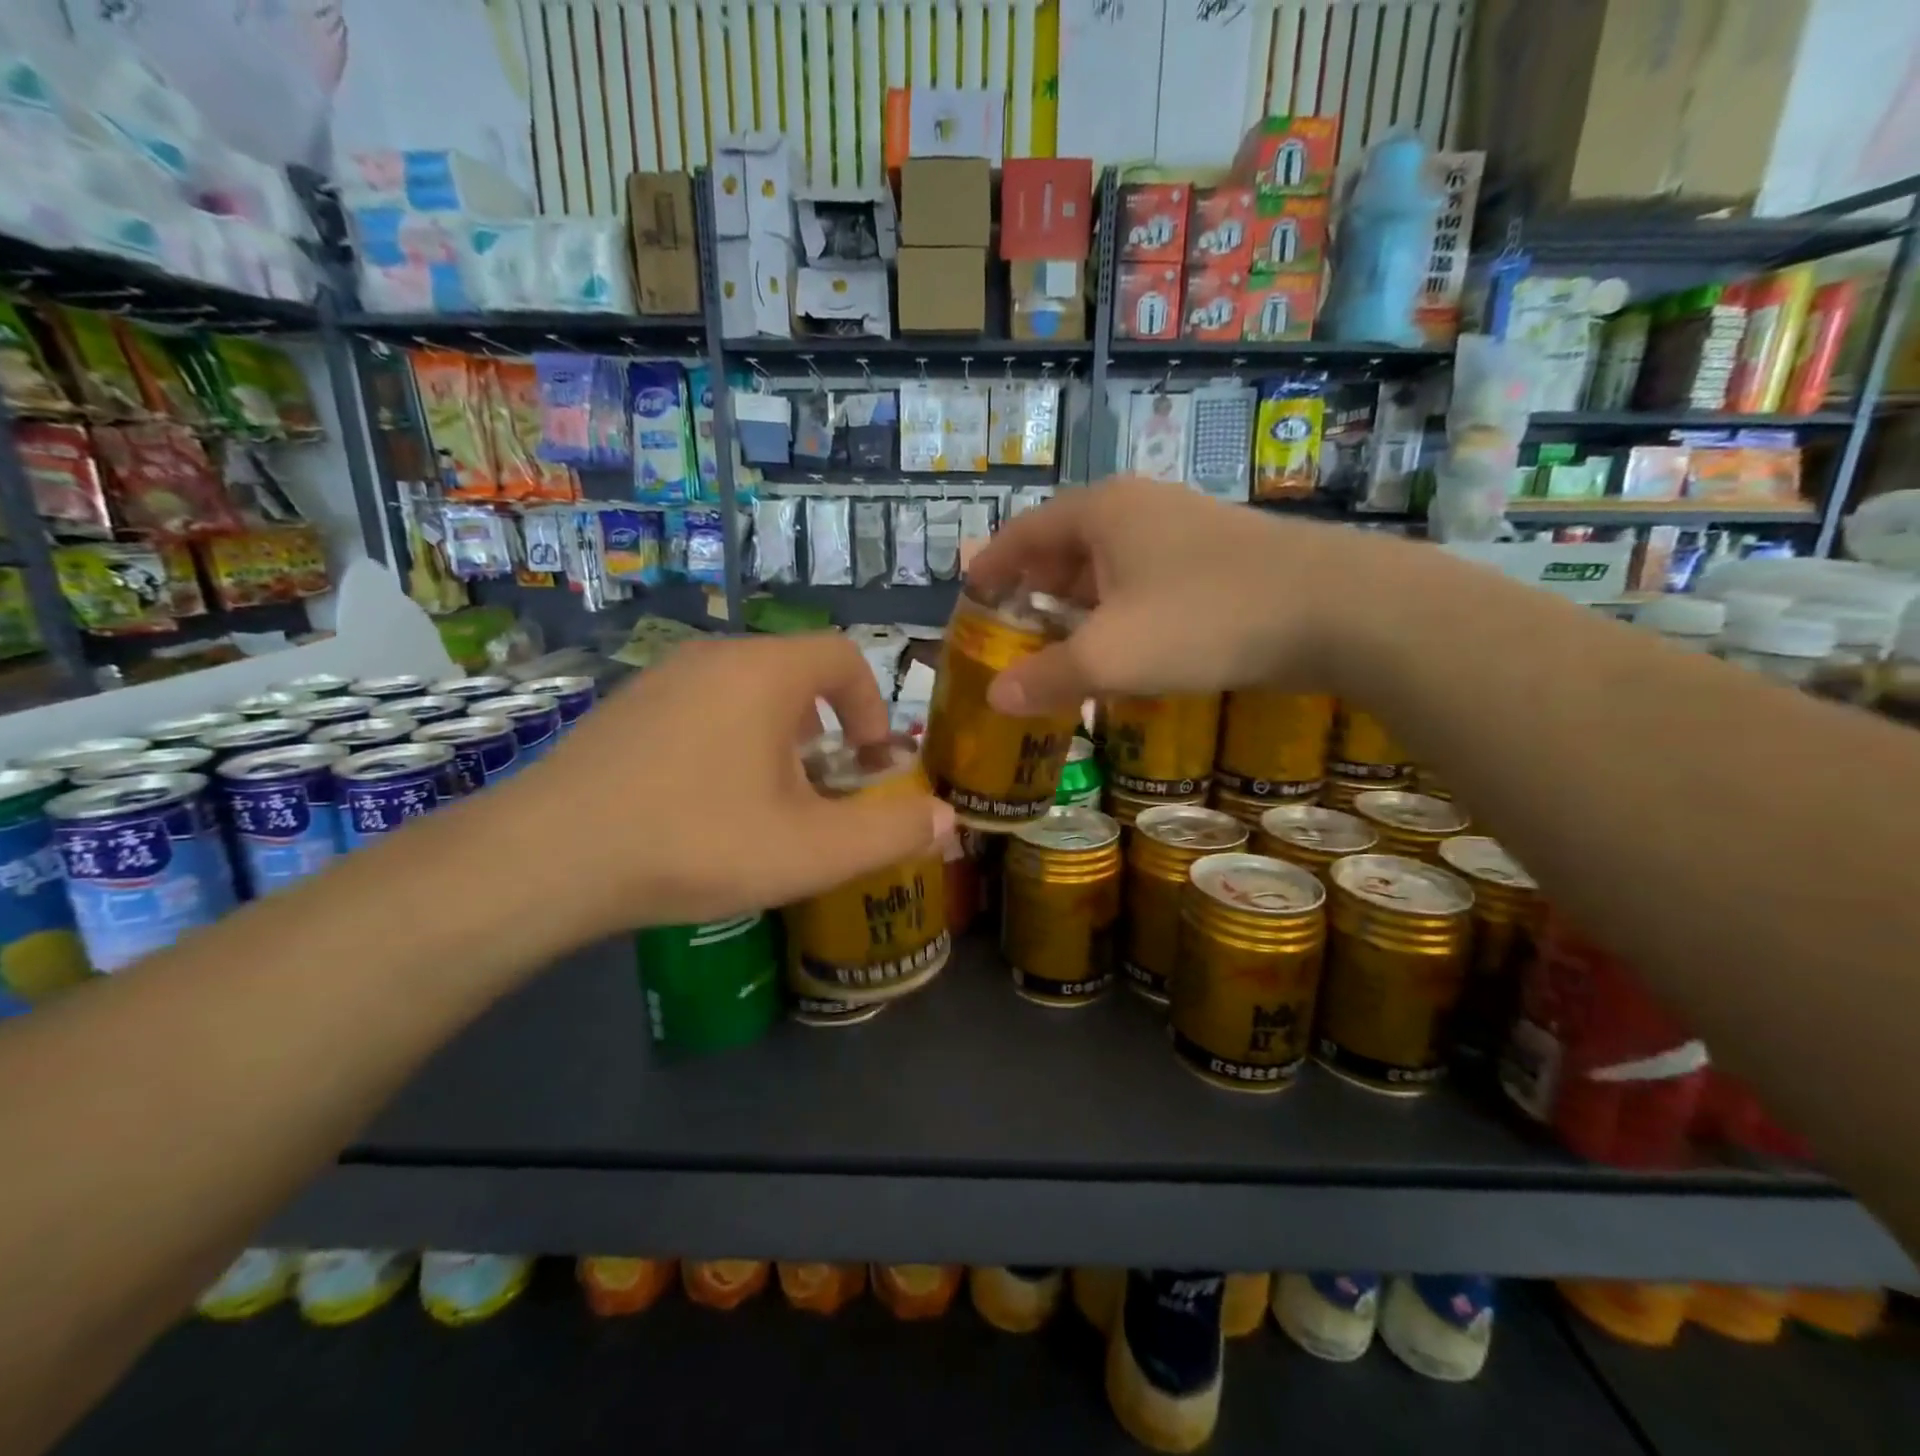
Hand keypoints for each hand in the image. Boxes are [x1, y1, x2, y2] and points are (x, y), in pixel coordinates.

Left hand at [495, 635, 952, 938]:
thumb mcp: (812, 849)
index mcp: (765, 672)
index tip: (870, 762)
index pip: (844, 656)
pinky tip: (703, 803)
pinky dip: (725, 741)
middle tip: (821, 791)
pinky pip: (699, 707)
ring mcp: (660, 678)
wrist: (547, 859)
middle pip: (795, 675)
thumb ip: (891, 831)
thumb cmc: (697, 842)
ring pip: (745, 692)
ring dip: (775, 738)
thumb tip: (949, 820)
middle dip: (825, 730)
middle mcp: (713, 656)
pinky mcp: (623, 707)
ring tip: (766, 802)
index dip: (873, 705)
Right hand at [966, 477, 1375, 714]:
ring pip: (1110, 565)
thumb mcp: (1111, 656)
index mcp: (1101, 512)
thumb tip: (996, 699)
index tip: (970, 597)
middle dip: (1035, 588)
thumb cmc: (1203, 620)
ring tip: (1062, 645)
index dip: (992, 565)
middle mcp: (1139, 508)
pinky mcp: (1219, 558)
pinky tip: (1126, 648)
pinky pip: (1147, 580)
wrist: (1336, 609)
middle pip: (1066, 545)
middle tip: (1014, 631)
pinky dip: (1122, 611)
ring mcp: (1184, 529)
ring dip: (1080, 604)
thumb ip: (1048, 676)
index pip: (1024, 532)